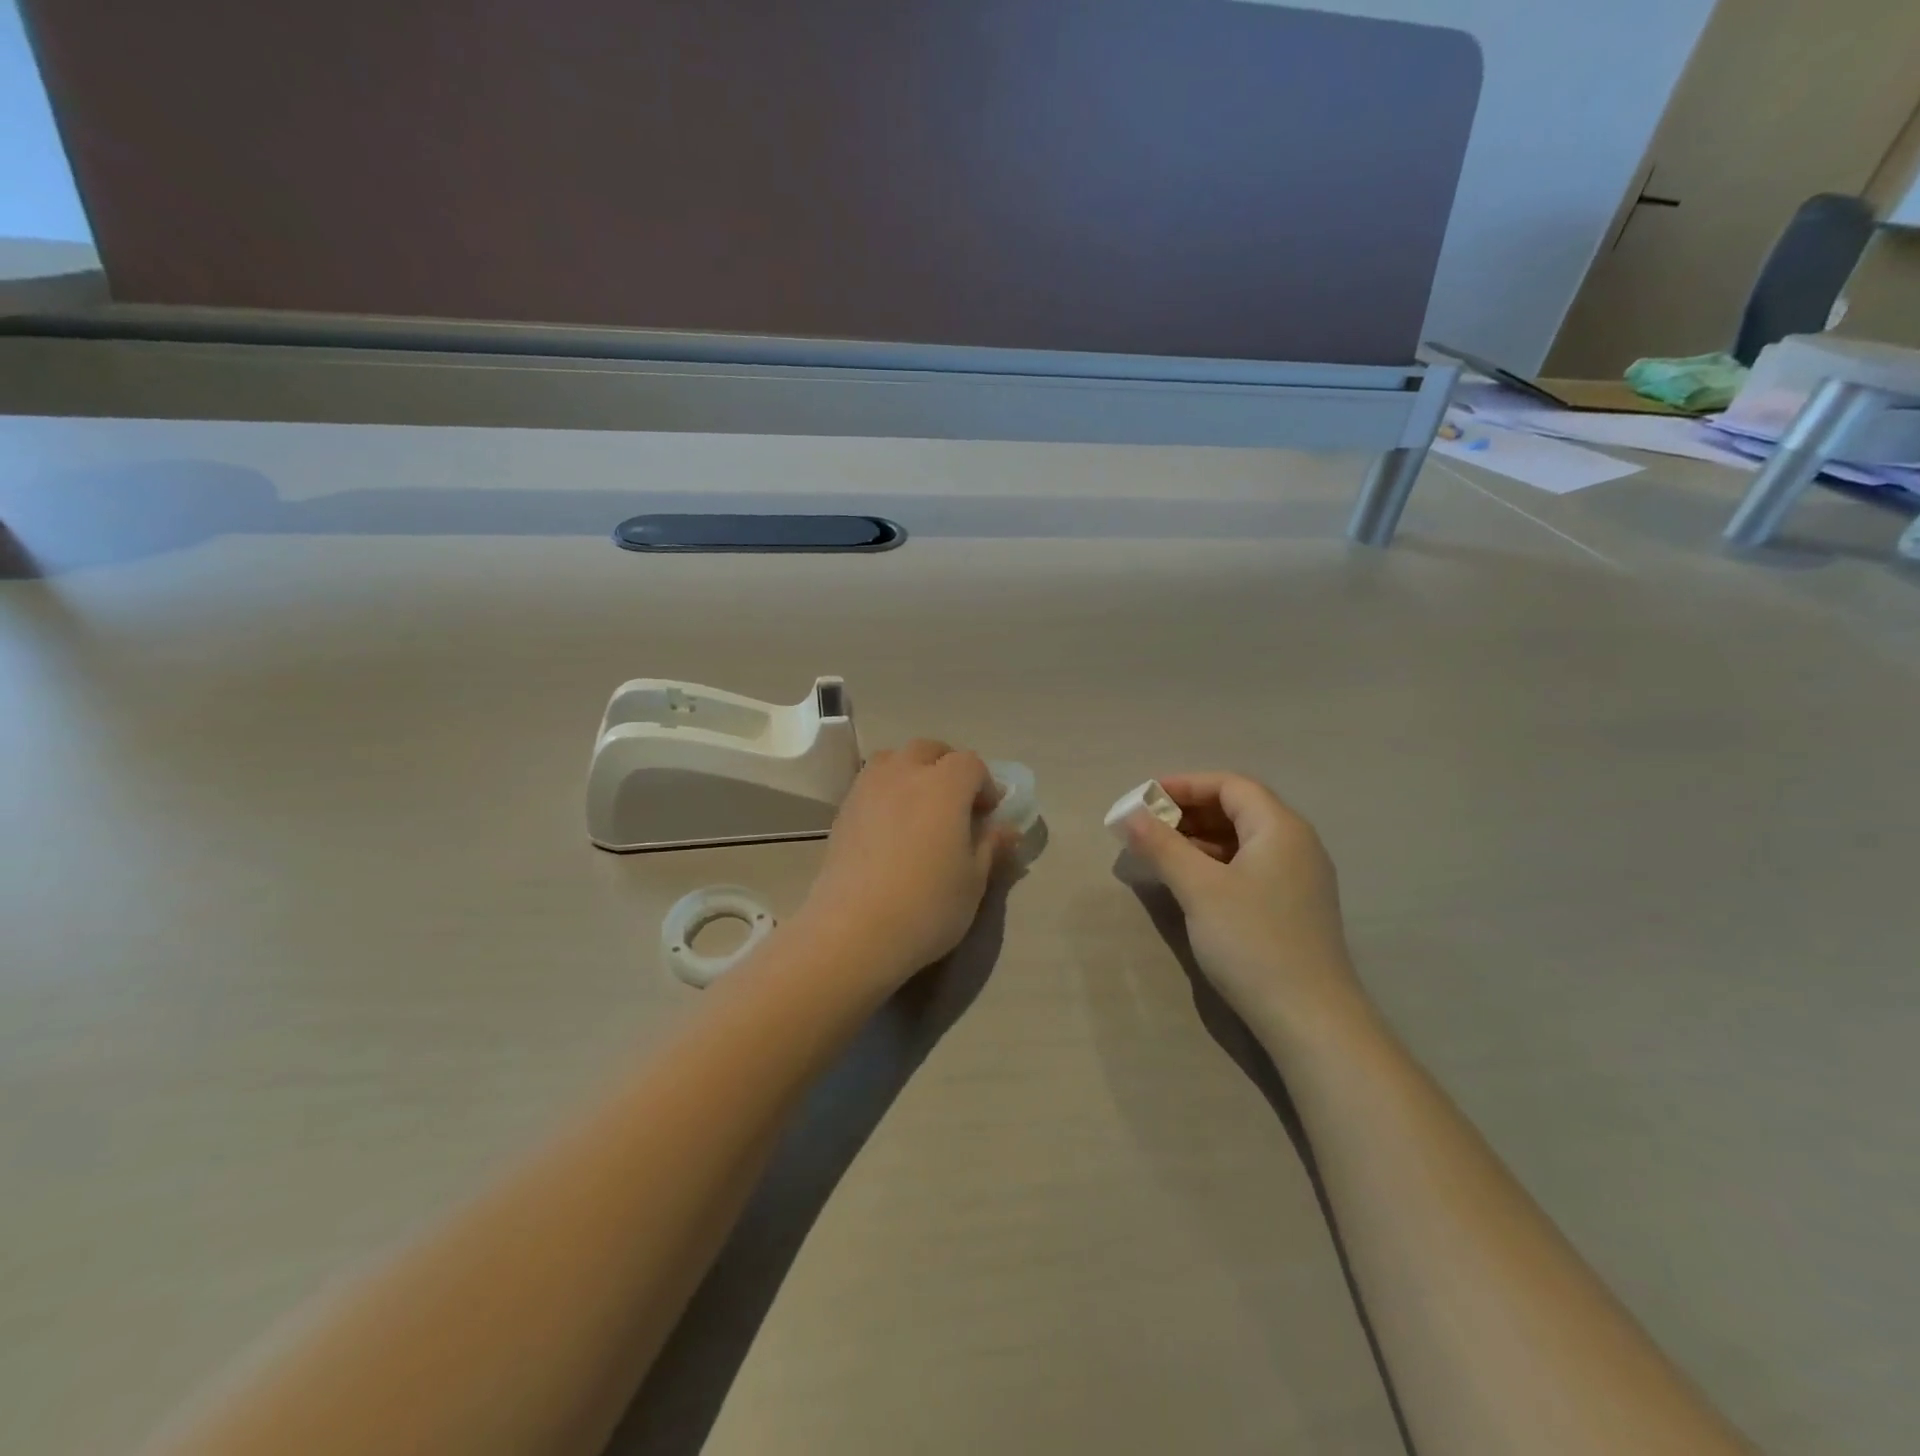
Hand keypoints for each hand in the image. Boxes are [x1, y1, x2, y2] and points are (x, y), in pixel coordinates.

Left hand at [800, 740, 1014, 986]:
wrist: (854, 931)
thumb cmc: (927, 905)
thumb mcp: (973, 881)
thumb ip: (991, 847)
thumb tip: (1007, 829)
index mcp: (944, 785)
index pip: (971, 763)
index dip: (984, 784)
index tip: (987, 814)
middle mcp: (904, 774)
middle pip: (929, 750)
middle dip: (948, 768)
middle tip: (956, 804)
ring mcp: (868, 789)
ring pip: (894, 759)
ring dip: (912, 771)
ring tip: (919, 807)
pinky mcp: (843, 810)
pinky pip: (870, 783)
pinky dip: (886, 790)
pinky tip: (890, 827)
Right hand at [1123, 773, 1365, 1038]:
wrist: (1309, 1018)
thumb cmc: (1252, 941)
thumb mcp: (1199, 889)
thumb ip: (1161, 846)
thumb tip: (1129, 815)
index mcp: (1280, 828)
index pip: (1230, 785)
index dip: (1185, 785)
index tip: (1145, 798)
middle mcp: (1296, 844)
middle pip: (1238, 808)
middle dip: (1190, 811)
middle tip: (1147, 826)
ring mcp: (1298, 877)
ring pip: (1243, 839)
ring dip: (1200, 838)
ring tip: (1160, 851)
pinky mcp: (1292, 906)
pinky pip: (1249, 866)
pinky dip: (1216, 862)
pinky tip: (1190, 881)